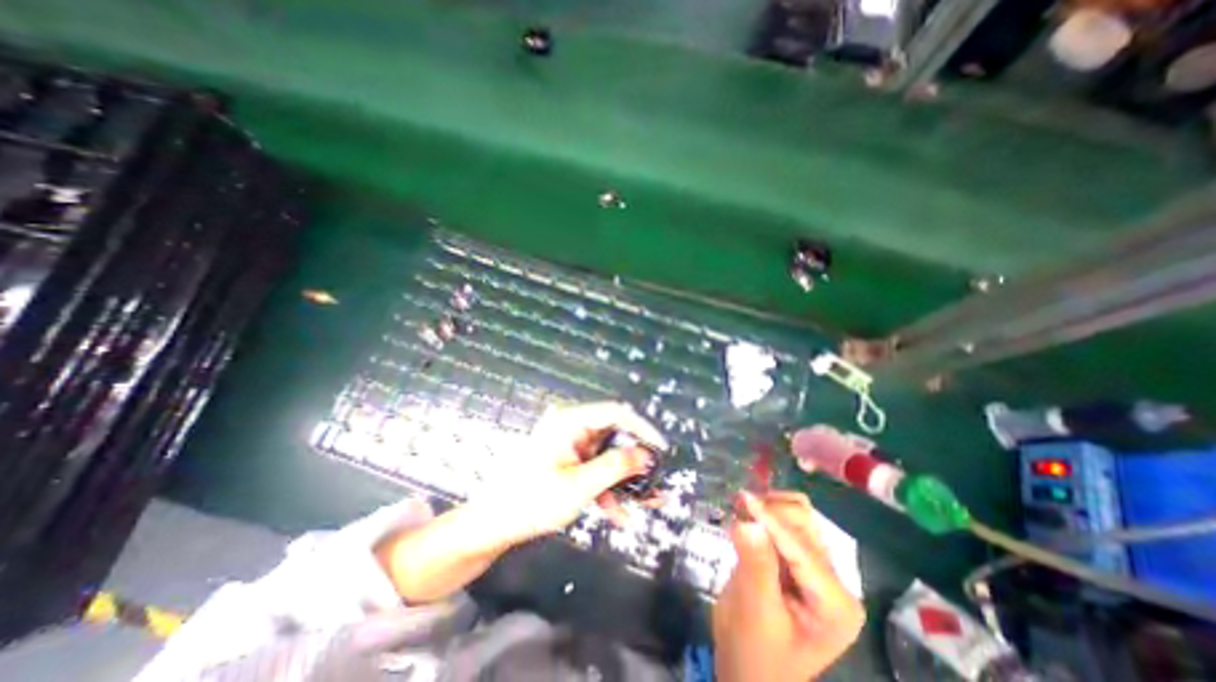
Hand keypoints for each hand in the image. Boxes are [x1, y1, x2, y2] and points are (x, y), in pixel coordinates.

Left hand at [473, 399, 662, 542]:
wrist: (494, 524)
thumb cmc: (532, 501)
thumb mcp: (579, 486)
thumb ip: (615, 467)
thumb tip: (646, 455)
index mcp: (570, 421)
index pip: (616, 413)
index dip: (642, 429)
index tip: (660, 450)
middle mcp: (572, 427)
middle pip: (614, 435)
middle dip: (635, 460)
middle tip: (655, 479)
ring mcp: (570, 444)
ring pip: (607, 455)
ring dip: (624, 479)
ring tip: (645, 501)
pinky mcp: (569, 460)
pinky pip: (595, 467)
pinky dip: (607, 486)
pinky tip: (616, 512)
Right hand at [716, 489, 864, 680]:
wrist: (748, 670)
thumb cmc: (753, 651)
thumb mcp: (755, 612)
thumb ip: (755, 565)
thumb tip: (748, 522)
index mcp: (836, 603)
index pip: (801, 548)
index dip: (770, 520)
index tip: (742, 497)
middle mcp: (835, 581)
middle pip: (804, 524)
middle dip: (770, 511)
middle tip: (737, 506)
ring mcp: (819, 569)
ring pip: (797, 517)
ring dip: (767, 508)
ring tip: (740, 510)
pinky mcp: (800, 560)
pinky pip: (785, 523)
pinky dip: (765, 513)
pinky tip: (746, 517)